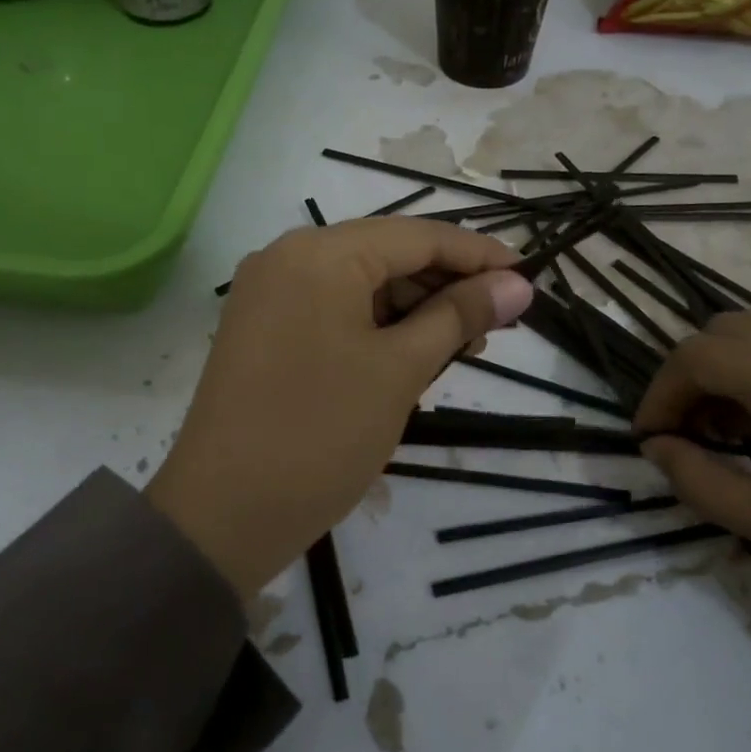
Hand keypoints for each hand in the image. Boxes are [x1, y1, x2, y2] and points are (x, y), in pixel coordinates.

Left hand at [147, 219, 535, 594]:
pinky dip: (377, 325)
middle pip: (387, 255)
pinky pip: (333, 308)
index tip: (528, 278)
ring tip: (461, 347)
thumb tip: (520, 285)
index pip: (418, 236)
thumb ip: (460, 316)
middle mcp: (288, 255)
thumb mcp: (401, 370)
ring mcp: (269, 291)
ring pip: (361, 283)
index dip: (478, 254)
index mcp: (321, 253)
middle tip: (498, 323)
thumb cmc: (322, 434)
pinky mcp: (263, 326)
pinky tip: (411, 354)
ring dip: (414, 309)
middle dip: (445, 285)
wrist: (223, 515)